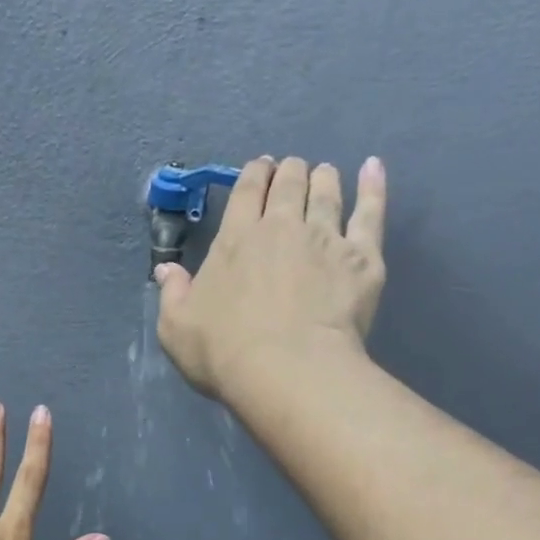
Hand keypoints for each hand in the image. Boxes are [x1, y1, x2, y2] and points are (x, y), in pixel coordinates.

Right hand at [154, 155, 386, 401]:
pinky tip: (373, 168)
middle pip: (288, 185)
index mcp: (235, 239)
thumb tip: (166, 270)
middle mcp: (282, 227)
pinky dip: (373, 187)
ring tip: (324, 172)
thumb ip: (172, 294)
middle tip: (291, 170)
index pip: (246, 192)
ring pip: (326, 193)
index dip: (254, 174)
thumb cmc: (224, 352)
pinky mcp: (362, 258)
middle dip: (289, 171)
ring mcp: (326, 238)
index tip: (260, 167)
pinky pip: (371, 213)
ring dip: (323, 177)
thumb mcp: (176, 327)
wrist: (289, 371)